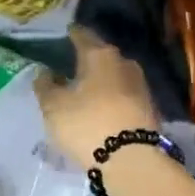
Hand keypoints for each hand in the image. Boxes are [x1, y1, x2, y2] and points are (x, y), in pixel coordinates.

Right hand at [34, 26, 159, 166]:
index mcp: (99, 55)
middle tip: (70, 65)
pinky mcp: (149, 107)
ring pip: (114, 75)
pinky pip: (124, 94)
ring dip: (101, 79)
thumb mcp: (54, 106)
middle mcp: (124, 62)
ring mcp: (140, 85)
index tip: (63, 34)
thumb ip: (45, 85)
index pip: (82, 35)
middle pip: (102, 54)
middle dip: (87, 58)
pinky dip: (111, 96)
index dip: (71, 34)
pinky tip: (101, 106)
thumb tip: (45, 72)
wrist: (133, 161)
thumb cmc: (87, 124)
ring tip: (85, 88)